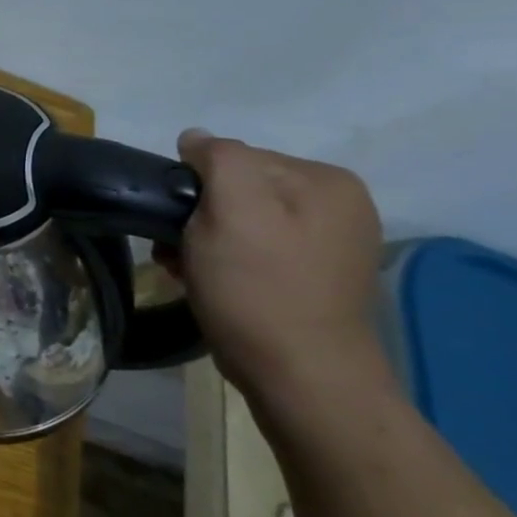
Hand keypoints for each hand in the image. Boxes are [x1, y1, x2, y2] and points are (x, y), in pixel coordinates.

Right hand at [175, 130, 384, 396]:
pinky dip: (225, 263)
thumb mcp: (231, 211)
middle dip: (200, 217)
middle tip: (178, 253)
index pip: (235, 158)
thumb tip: (195, 137)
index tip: (177, 224)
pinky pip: (255, 251)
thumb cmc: (259, 289)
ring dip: (205, 242)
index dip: (195, 188)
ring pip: (242, 223)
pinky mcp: (315, 279)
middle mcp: (338, 205)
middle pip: (239, 190)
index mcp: (325, 180)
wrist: (302, 378)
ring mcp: (331, 244)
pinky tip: (211, 284)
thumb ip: (218, 160)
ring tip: (190, 272)